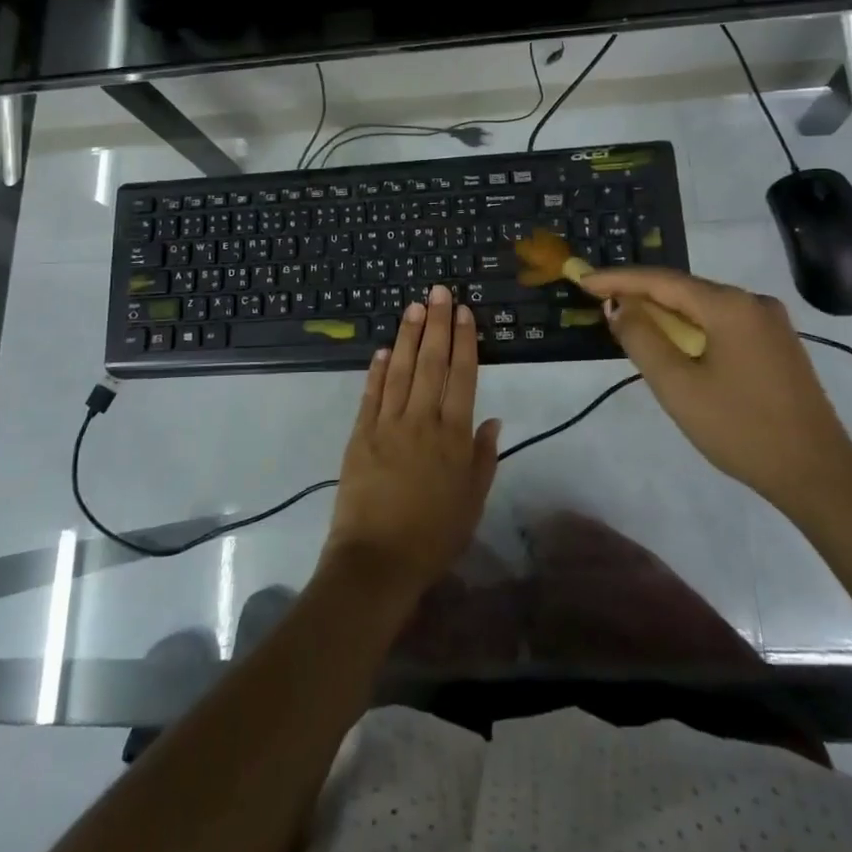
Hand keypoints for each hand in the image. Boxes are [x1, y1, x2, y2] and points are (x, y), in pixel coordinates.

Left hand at [325, 286, 500, 604]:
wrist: (377, 560)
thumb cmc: (434, 536)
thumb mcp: (472, 502)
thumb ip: (483, 458)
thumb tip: (492, 418)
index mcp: (453, 437)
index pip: (462, 377)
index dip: (465, 342)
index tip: (465, 312)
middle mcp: (421, 421)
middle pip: (432, 364)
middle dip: (437, 324)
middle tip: (439, 291)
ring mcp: (387, 425)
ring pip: (401, 371)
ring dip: (409, 336)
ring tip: (415, 307)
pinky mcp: (360, 434)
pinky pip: (371, 394)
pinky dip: (378, 370)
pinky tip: (384, 348)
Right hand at [574, 266, 851, 512]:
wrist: (818, 475)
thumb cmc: (740, 428)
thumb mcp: (677, 386)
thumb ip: (641, 338)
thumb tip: (619, 305)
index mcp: (730, 306)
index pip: (661, 280)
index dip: (618, 279)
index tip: (583, 279)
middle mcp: (753, 302)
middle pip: (684, 289)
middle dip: (640, 294)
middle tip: (600, 302)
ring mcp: (771, 323)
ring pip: (703, 307)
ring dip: (665, 313)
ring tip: (628, 323)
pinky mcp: (777, 345)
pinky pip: (722, 323)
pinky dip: (691, 328)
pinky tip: (674, 344)